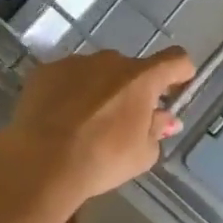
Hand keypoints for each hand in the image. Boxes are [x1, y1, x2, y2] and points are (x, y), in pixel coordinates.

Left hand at [0, 47, 194, 208]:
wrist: (42, 162)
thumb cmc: (102, 159)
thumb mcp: (142, 155)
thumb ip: (157, 130)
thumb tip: (166, 119)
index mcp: (141, 78)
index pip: (175, 60)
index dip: (181, 72)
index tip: (178, 87)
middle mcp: (111, 61)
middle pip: (131, 69)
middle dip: (132, 89)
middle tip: (123, 119)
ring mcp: (75, 62)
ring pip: (96, 71)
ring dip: (99, 89)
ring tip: (86, 122)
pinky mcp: (45, 71)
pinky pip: (66, 77)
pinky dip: (68, 92)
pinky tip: (58, 118)